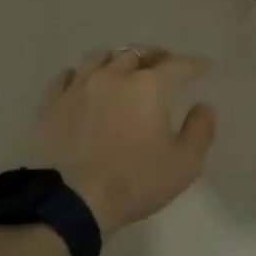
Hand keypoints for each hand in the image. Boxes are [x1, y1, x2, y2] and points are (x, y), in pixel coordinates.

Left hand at [26, 47, 216, 237]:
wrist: (70, 201)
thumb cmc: (133, 182)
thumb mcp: (184, 164)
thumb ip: (200, 130)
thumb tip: (203, 107)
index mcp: (149, 86)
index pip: (178, 65)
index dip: (195, 64)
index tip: (205, 67)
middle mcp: (114, 76)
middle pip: (137, 53)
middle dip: (156, 56)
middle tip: (164, 64)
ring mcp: (78, 86)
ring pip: (99, 57)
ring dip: (117, 59)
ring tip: (122, 68)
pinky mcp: (51, 102)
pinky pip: (66, 76)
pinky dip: (80, 74)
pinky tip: (82, 82)